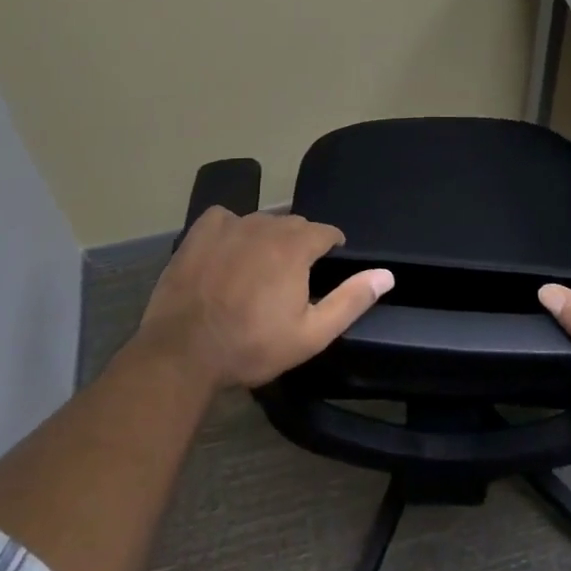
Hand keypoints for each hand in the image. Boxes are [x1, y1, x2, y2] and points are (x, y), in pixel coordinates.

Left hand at [135, 207, 393, 391]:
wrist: (183, 351)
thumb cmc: (252, 345)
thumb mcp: (311, 334)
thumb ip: (351, 300)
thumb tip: (386, 274)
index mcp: (296, 246)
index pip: (326, 232)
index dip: (331, 248)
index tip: (327, 267)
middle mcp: (266, 225)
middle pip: (294, 225)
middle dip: (300, 245)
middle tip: (291, 279)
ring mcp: (230, 225)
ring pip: (261, 222)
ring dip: (267, 239)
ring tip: (258, 270)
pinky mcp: (200, 231)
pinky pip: (225, 219)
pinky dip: (231, 230)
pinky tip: (226, 253)